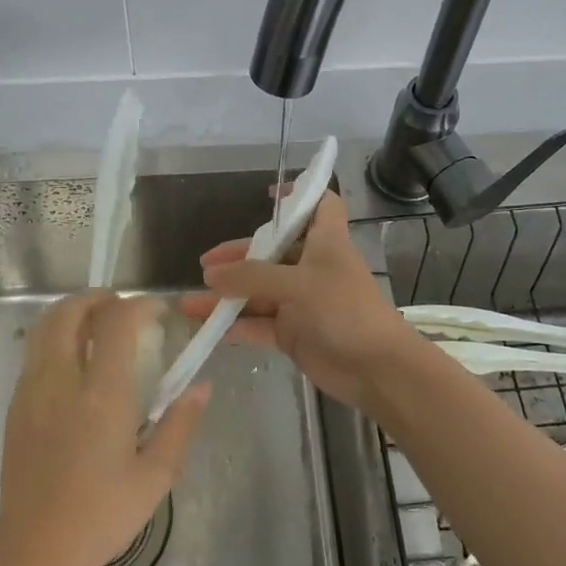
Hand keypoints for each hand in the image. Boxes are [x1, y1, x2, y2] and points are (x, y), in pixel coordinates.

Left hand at [0, 293, 209, 565]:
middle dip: (97, 297)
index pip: (116, 322)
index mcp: (101, 395)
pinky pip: (34, 352)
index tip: (158, 312)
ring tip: (97, 324)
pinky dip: (55, 337)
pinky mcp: (16, 405)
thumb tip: (201, 387)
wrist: (34, 549)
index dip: (139, 305)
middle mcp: (62, 380)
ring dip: (72, 312)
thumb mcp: (155, 477)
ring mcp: (32, 390)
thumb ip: (181, 425)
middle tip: (122, 307)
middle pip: (69, 311)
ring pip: (44, 326)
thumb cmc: (101, 515)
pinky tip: (74, 361)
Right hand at [181, 191, 430, 417]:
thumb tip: (211, 276)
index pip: (321, 205)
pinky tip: (208, 329)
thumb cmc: (344, 311)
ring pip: (258, 292)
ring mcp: (301, 302)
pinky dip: (236, 326)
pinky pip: (258, 325)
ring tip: (190, 303)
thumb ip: (252, 278)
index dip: (300, 195)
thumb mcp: (297, 285)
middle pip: (272, 252)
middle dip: (239, 257)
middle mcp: (312, 268)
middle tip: (205, 266)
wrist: (376, 370)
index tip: (270, 196)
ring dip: (227, 297)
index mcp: (325, 242)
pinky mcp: (294, 334)